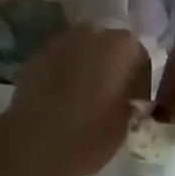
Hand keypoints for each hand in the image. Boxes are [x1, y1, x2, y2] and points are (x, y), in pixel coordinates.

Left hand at [4, 27, 150, 175]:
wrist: (34, 142)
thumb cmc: (89, 135)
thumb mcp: (123, 126)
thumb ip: (130, 106)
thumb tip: (128, 102)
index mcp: (121, 46)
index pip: (139, 57)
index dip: (140, 81)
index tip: (136, 103)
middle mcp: (92, 33)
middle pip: (108, 47)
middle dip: (111, 68)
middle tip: (111, 97)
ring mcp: (61, 41)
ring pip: (82, 51)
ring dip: (86, 67)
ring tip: (84, 98)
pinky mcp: (37, 54)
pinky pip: (59, 61)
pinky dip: (64, 73)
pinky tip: (60, 99)